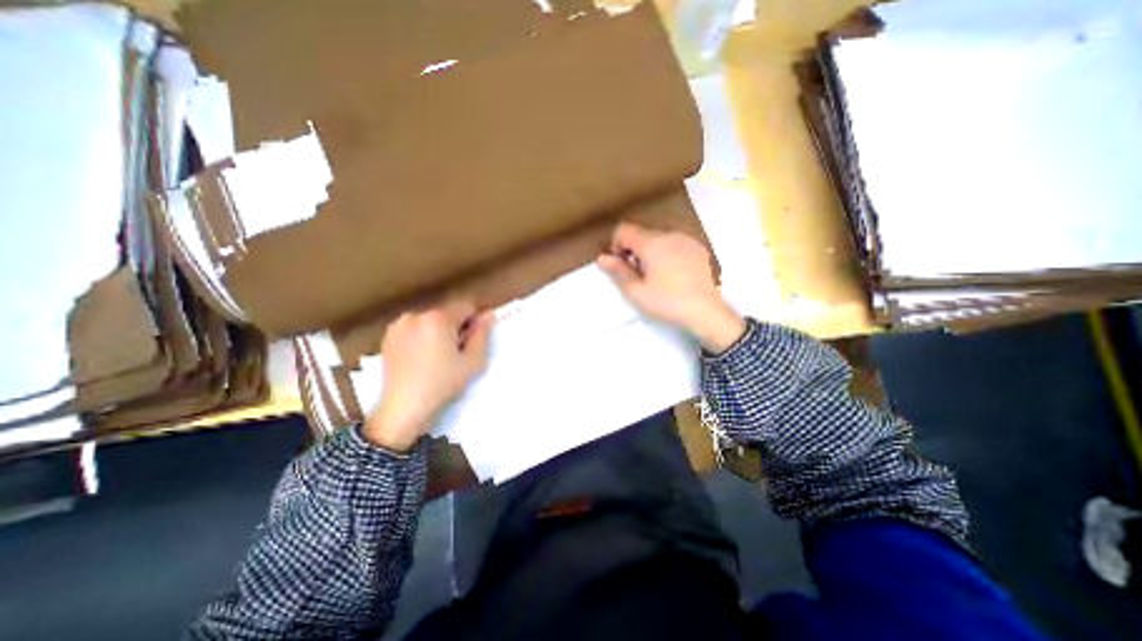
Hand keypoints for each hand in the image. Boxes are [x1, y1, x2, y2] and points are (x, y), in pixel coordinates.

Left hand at [364, 300, 492, 449]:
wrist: (404, 408)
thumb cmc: (444, 384)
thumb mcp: (473, 361)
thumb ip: (482, 334)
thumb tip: (488, 315)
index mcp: (439, 318)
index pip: (466, 306)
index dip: (474, 323)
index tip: (471, 344)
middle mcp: (417, 315)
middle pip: (447, 313)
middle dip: (455, 328)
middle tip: (455, 354)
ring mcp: (399, 325)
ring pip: (430, 321)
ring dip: (438, 332)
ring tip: (436, 358)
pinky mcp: (388, 337)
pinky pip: (414, 329)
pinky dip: (421, 338)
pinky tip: (420, 359)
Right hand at [598, 224, 751, 355]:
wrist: (705, 311)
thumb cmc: (666, 302)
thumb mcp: (636, 291)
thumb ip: (617, 271)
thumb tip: (602, 258)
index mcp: (651, 243)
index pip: (624, 230)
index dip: (616, 245)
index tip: (621, 266)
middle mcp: (669, 235)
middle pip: (641, 234)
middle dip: (634, 251)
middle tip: (638, 276)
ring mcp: (686, 240)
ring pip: (659, 239)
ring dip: (650, 252)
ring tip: (657, 277)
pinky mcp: (698, 249)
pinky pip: (675, 244)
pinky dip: (667, 254)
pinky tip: (674, 275)